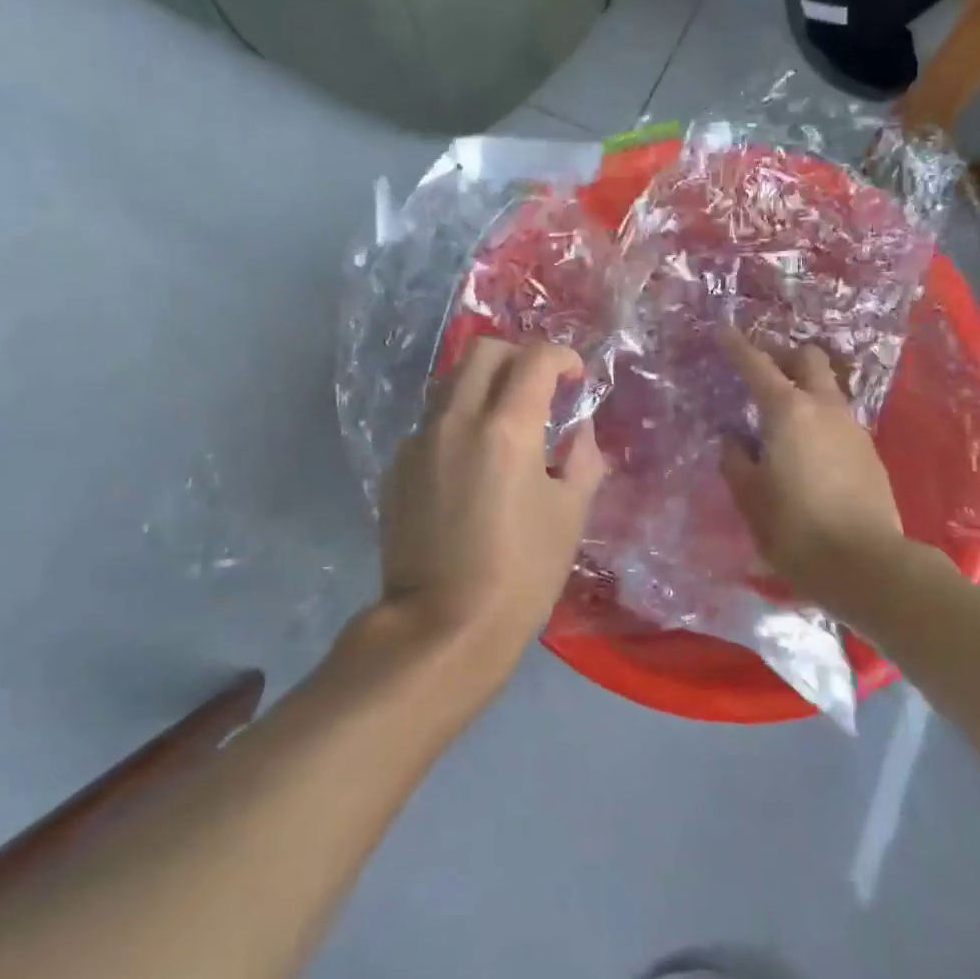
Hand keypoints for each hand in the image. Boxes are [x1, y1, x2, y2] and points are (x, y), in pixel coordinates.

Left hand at [377, 338, 605, 671]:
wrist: (441, 627)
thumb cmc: (521, 574)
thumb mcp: (570, 514)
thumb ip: (582, 458)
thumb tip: (578, 429)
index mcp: (507, 429)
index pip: (534, 358)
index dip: (562, 356)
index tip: (574, 376)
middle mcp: (457, 420)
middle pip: (483, 350)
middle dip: (518, 355)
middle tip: (538, 386)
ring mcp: (419, 441)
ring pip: (450, 381)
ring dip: (483, 383)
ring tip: (505, 418)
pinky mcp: (397, 466)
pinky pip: (432, 421)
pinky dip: (458, 420)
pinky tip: (471, 462)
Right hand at [719, 329, 915, 619]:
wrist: (867, 565)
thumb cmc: (796, 529)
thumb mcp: (750, 498)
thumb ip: (735, 461)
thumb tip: (732, 440)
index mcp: (788, 412)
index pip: (757, 366)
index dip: (737, 346)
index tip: (723, 330)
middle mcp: (824, 408)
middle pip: (808, 360)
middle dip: (784, 357)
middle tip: (762, 376)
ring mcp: (852, 428)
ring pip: (827, 389)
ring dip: (804, 389)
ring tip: (781, 419)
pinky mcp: (869, 452)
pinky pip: (838, 418)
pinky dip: (819, 419)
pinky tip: (807, 450)